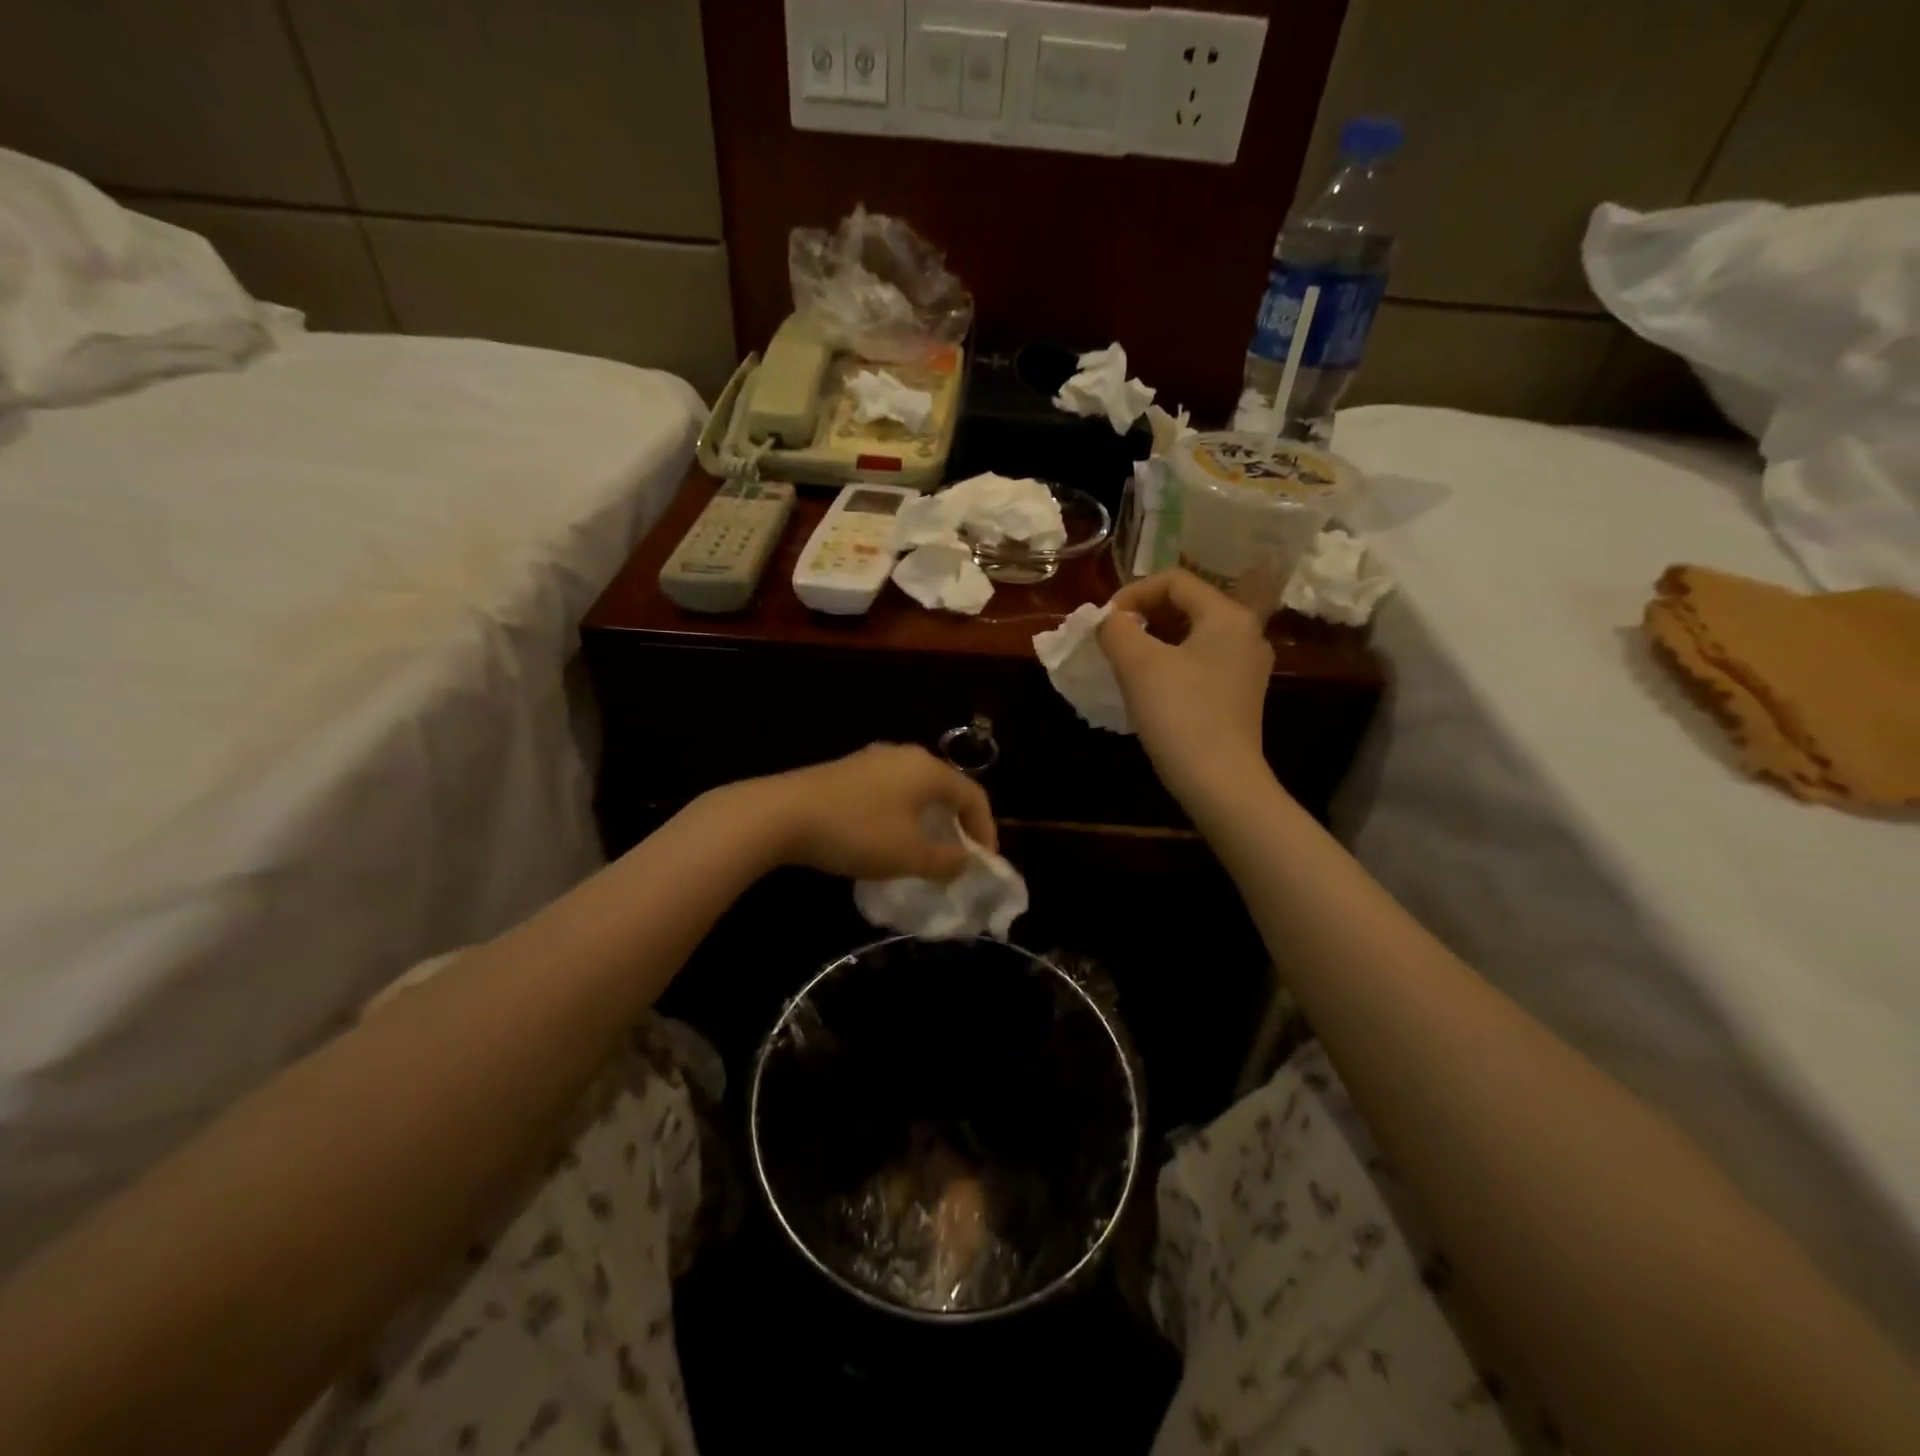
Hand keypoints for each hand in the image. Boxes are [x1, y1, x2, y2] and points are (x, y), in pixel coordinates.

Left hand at [758, 744, 996, 881]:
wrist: (782, 814)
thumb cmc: (857, 832)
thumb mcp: (909, 855)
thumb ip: (946, 861)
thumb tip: (964, 861)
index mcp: (928, 770)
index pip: (974, 796)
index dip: (986, 831)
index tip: (984, 864)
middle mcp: (905, 755)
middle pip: (946, 788)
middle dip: (957, 823)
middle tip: (958, 855)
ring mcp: (873, 759)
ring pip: (915, 789)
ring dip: (928, 819)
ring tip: (924, 850)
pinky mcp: (847, 770)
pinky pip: (889, 791)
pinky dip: (901, 814)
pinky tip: (886, 837)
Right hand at [1099, 569, 1275, 806]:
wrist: (1220, 782)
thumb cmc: (1180, 715)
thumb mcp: (1138, 665)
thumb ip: (1116, 629)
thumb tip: (1108, 620)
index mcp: (1227, 615)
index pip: (1175, 581)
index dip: (1133, 592)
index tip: (1105, 622)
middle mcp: (1246, 633)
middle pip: (1187, 604)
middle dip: (1144, 615)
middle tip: (1113, 639)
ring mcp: (1247, 666)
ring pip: (1193, 635)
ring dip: (1155, 639)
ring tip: (1125, 661)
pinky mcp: (1240, 695)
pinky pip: (1201, 662)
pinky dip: (1171, 662)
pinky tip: (1150, 687)